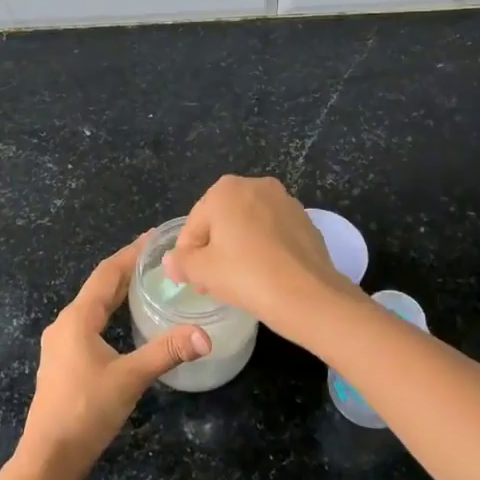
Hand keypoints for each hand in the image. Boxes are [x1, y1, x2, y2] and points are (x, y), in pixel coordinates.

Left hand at [17, 236, 211, 479]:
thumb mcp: (130, 379)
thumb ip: (166, 353)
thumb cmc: (86, 411)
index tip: (154, 238)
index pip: (107, 274)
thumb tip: (204, 335)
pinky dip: (109, 312)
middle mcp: (65, 324)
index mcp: (77, 318)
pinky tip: (124, 322)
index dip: (130, 253)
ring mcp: (60, 343)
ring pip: (92, 306)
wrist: (49, 457)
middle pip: (99, 287)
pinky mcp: (62, 361)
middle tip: (158, 258)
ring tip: (146, 283)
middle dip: (127, 270)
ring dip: (117, 292)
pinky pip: (89, 323)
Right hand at [163, 175, 357, 338]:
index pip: (194, 223)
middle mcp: (256, 185)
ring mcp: (285, 201)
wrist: (308, 294)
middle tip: (209, 282)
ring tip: (236, 280)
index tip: (189, 279)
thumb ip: (182, 262)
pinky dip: (263, 249)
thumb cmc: (246, 275)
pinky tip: (263, 275)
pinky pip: (273, 234)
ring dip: (238, 247)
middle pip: (222, 220)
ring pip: (249, 225)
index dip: (187, 253)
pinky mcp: (305, 221)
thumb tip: (171, 261)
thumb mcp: (203, 271)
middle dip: (213, 248)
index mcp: (225, 190)